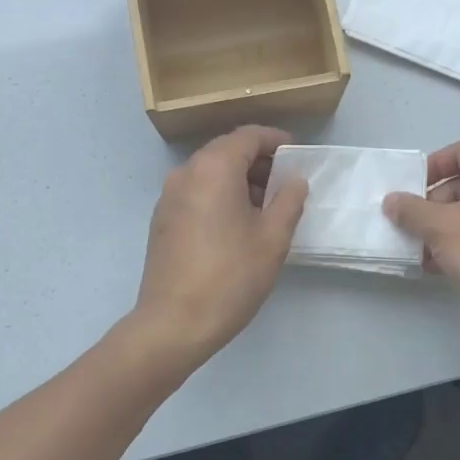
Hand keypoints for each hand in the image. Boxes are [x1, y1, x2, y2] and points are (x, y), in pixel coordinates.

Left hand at [131, 125, 308, 367]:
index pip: (248, 136)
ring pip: (210, 172)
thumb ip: (289, 201)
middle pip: (226, 151)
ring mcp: (169, 196)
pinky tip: (238, 224)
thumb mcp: (273, 238)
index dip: (276, 140)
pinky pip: (196, 192)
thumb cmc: (230, 276)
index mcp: (213, 168)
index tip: (297, 154)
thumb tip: (294, 181)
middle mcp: (186, 173)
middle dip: (259, 161)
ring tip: (267, 206)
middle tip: (286, 182)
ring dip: (239, 179)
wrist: (174, 323)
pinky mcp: (162, 220)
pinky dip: (220, 195)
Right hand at [383, 140, 459, 352]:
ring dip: (441, 227)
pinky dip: (458, 244)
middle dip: (431, 202)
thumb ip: (412, 210)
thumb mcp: (441, 228)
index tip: (412, 188)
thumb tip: (392, 200)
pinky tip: (437, 267)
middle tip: (410, 224)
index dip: (434, 164)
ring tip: (419, 251)